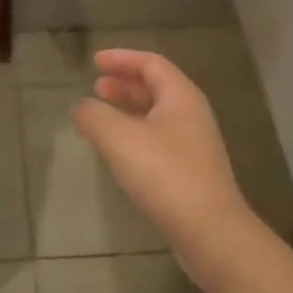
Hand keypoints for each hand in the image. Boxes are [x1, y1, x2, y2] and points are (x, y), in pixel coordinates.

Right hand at [73, 50, 257, 279]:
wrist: (212, 234)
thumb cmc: (166, 175)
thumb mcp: (120, 139)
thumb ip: (95, 116)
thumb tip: (81, 107)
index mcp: (181, 96)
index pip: (150, 63)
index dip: (122, 58)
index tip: (96, 62)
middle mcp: (191, 114)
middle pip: (156, 87)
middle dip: (125, 84)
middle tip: (97, 87)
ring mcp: (194, 145)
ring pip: (157, 115)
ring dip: (129, 110)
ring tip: (102, 116)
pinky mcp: (192, 173)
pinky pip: (160, 140)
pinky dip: (136, 134)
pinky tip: (120, 151)